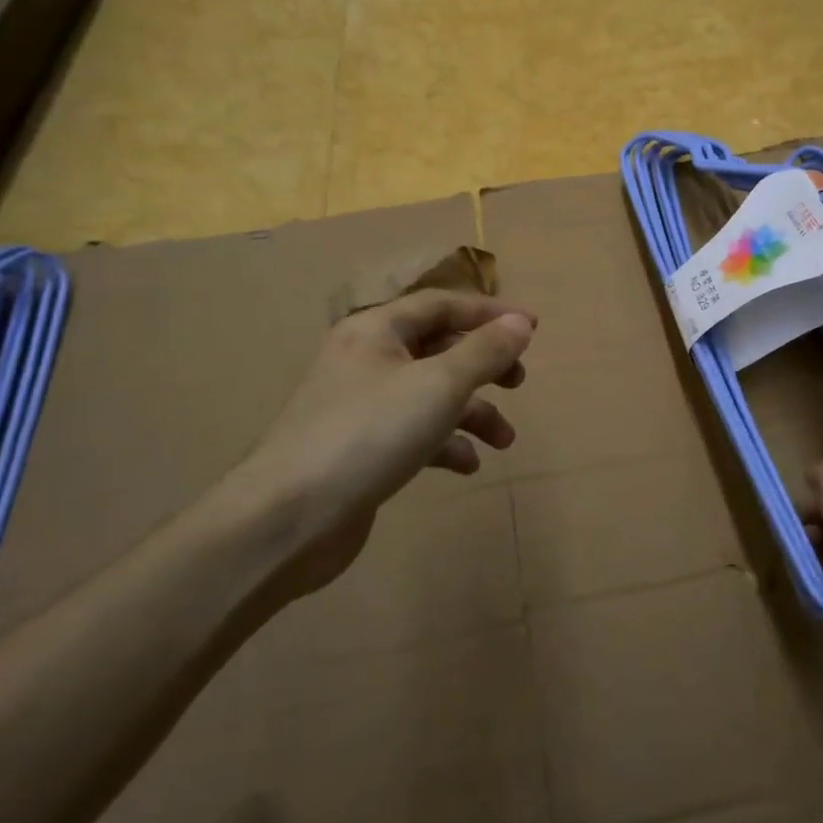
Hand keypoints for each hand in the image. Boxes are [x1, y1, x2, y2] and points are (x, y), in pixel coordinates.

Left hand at [216, 290, 535, 599]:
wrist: (288, 518)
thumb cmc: (369, 433)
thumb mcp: (439, 385)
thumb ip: (484, 351)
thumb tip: (520, 322)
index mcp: (377, 330)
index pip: (442, 304)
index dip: (490, 312)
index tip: (533, 329)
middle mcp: (367, 360)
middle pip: (439, 348)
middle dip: (484, 365)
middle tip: (519, 382)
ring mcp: (362, 406)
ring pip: (431, 395)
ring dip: (472, 412)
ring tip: (505, 440)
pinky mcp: (362, 448)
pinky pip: (415, 433)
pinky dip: (446, 444)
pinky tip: (468, 465)